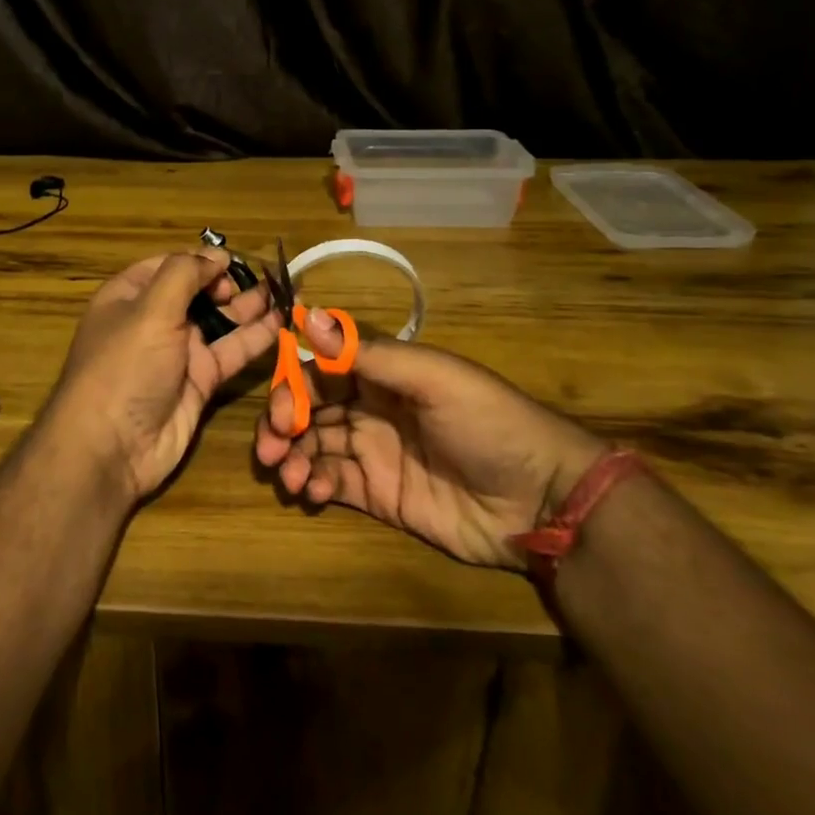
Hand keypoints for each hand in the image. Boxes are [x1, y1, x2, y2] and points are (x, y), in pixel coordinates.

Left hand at [47, 248, 280, 502]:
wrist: (112, 448)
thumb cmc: (125, 366)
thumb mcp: (150, 310)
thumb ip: (185, 274)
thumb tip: (217, 255)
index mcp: (130, 296)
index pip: (170, 266)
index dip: (201, 260)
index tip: (232, 261)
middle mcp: (154, 320)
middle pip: (198, 292)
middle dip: (230, 283)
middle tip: (264, 280)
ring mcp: (178, 353)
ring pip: (220, 322)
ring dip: (250, 308)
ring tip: (286, 292)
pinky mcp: (200, 381)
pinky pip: (231, 353)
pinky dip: (256, 338)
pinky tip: (283, 323)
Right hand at [253, 314, 610, 567]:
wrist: (541, 500)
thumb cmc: (488, 423)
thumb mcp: (432, 379)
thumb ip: (368, 353)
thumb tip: (307, 314)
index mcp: (383, 373)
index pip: (321, 369)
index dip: (293, 383)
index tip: (279, 407)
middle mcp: (371, 408)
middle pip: (309, 408)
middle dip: (282, 423)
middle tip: (272, 446)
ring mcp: (374, 452)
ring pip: (313, 446)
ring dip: (292, 456)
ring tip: (290, 476)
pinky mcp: (379, 495)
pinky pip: (332, 482)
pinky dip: (313, 484)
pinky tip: (313, 491)